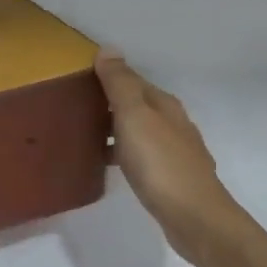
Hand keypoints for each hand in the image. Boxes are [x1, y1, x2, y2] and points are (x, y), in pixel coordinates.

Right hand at [94, 52, 251, 266]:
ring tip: (84, 133)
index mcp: (164, 104)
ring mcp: (174, 151)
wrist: (194, 218)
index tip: (76, 80)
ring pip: (138, 130)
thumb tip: (108, 49)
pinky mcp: (170, 178)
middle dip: (109, 102)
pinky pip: (140, 154)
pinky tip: (107, 163)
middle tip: (73, 106)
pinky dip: (122, 152)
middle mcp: (173, 123)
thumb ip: (120, 84)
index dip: (106, 76)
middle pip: (136, 104)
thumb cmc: (160, 163)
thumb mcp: (134, 117)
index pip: (132, 79)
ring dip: (114, 128)